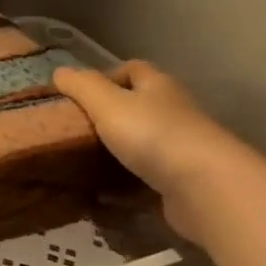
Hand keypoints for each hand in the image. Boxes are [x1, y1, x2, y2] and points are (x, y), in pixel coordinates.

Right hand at [53, 61, 261, 245]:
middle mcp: (174, 112)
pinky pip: (146, 180)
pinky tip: (103, 196)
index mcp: (158, 86)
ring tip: (83, 162)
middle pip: (139, 107)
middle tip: (75, 130)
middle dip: (109, 117)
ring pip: (143, 145)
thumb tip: (59, 72)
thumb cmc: (152, 134)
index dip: (106, 75)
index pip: (133, 69)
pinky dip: (125, 186)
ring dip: (117, 153)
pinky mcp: (183, 183)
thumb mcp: (106, 103)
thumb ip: (81, 86)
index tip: (79, 93)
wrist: (206, 188)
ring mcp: (182, 149)